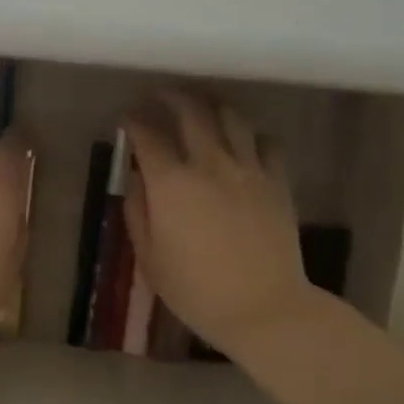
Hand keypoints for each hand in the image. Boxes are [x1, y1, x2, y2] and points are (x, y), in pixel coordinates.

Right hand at [124, 90, 319, 359]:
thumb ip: (137, 211)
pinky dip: (249, 135)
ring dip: (210, 104)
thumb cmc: (196, 290)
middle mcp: (209, 163)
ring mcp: (248, 168)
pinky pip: (265, 142)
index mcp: (171, 183)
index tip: (127, 118)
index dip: (133, 120)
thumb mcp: (149, 257)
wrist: (264, 308)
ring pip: (230, 116)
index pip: (147, 134)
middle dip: (170, 96)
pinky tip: (242, 142)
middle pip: (190, 110)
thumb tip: (135, 178)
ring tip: (200, 104)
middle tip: (159, 95)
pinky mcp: (277, 181)